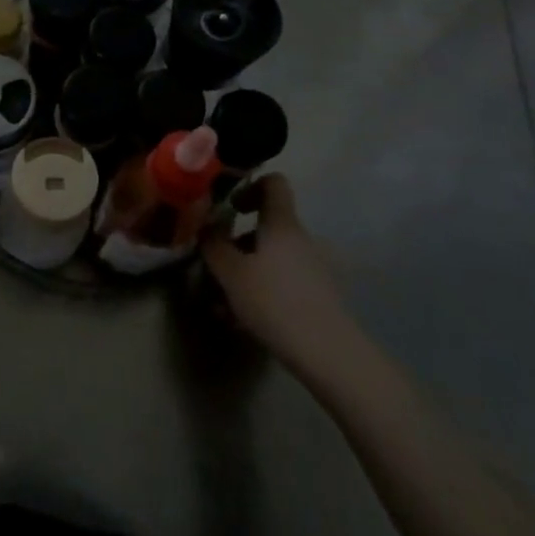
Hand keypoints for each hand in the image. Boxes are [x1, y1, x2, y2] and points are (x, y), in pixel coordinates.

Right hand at [203, 175, 357, 368]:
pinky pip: (283, 282)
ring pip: (272, 260)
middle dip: (237, 246)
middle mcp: (302, 239)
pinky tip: (243, 321)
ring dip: (246, 273)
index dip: (250, 186)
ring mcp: (314, 268)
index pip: (273, 183)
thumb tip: (206, 226)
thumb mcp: (231, 273)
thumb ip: (214, 244)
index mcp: (282, 224)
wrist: (327, 352)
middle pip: (266, 228)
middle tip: (215, 268)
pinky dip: (262, 292)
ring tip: (222, 305)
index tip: (230, 208)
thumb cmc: (274, 301)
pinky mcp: (320, 295)